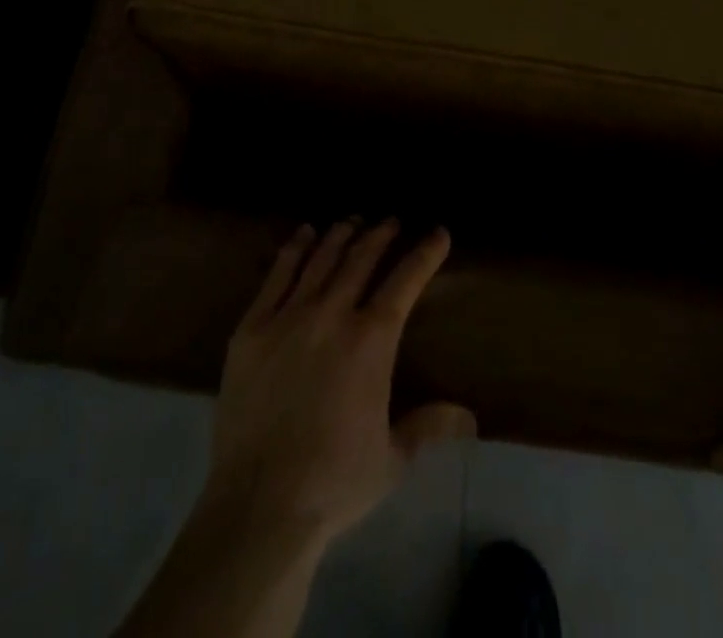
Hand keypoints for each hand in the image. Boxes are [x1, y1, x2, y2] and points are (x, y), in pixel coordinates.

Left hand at [202, 220, 476, 548]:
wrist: (260, 502)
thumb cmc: (334, 482)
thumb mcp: (392, 459)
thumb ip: (429, 426)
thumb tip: (470, 416)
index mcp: (371, 342)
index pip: (404, 282)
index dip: (424, 254)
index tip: (438, 232)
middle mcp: (332, 314)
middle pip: (360, 260)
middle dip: (379, 235)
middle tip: (391, 220)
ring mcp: (288, 316)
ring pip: (320, 259)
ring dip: (339, 235)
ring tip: (352, 220)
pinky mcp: (252, 326)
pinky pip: (276, 275)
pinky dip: (293, 249)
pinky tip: (303, 235)